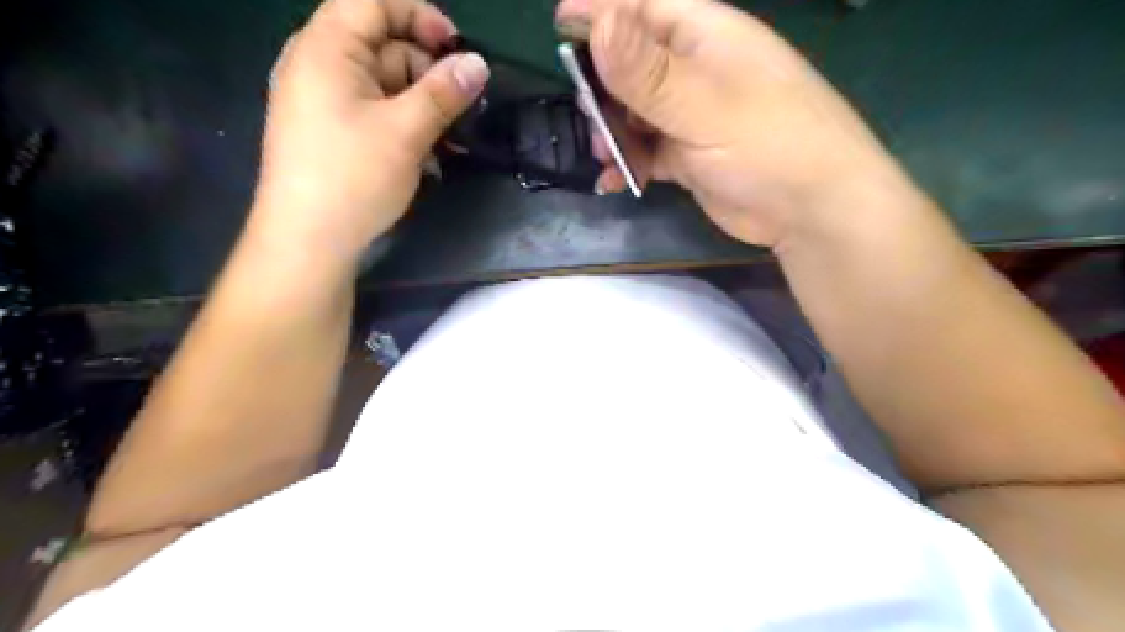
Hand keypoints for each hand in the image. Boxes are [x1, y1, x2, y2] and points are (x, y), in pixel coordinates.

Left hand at [249, 0, 488, 271]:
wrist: (308, 241)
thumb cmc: (353, 176)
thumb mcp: (406, 131)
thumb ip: (443, 93)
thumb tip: (478, 64)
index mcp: (326, 48)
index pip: (372, 2)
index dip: (420, 15)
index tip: (458, 49)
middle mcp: (319, 65)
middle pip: (382, 44)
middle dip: (427, 69)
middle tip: (463, 104)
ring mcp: (324, 101)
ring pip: (384, 84)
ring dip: (422, 104)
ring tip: (453, 137)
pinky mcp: (333, 132)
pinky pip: (375, 112)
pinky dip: (405, 124)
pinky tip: (430, 152)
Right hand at [553, 0, 911, 246]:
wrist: (811, 212)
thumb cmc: (770, 145)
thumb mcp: (705, 106)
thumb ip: (648, 73)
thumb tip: (596, 23)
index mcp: (704, 37)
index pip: (642, 7)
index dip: (600, 9)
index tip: (558, 25)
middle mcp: (694, 71)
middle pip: (629, 64)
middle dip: (603, 89)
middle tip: (592, 120)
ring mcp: (690, 115)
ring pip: (633, 112)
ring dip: (613, 133)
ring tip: (605, 157)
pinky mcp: (689, 155)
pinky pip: (645, 151)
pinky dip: (628, 164)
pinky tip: (615, 182)